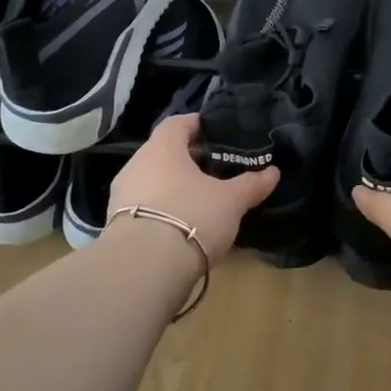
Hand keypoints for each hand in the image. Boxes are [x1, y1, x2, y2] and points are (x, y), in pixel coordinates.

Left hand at [106, 112, 278, 261]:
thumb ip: (251, 184)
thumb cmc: (191, 217)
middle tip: (216, 169)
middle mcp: (136, 164)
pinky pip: (145, 206)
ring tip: (202, 199)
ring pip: (153, 180)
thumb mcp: (230, 201)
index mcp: (162, 148)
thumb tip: (273, 172)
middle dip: (189, 159)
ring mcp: (122, 195)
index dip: (198, 124)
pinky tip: (183, 224)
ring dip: (175, 186)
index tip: (218, 132)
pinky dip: (164, 209)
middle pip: (164, 152)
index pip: (178, 123)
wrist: (144, 268)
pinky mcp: (116, 224)